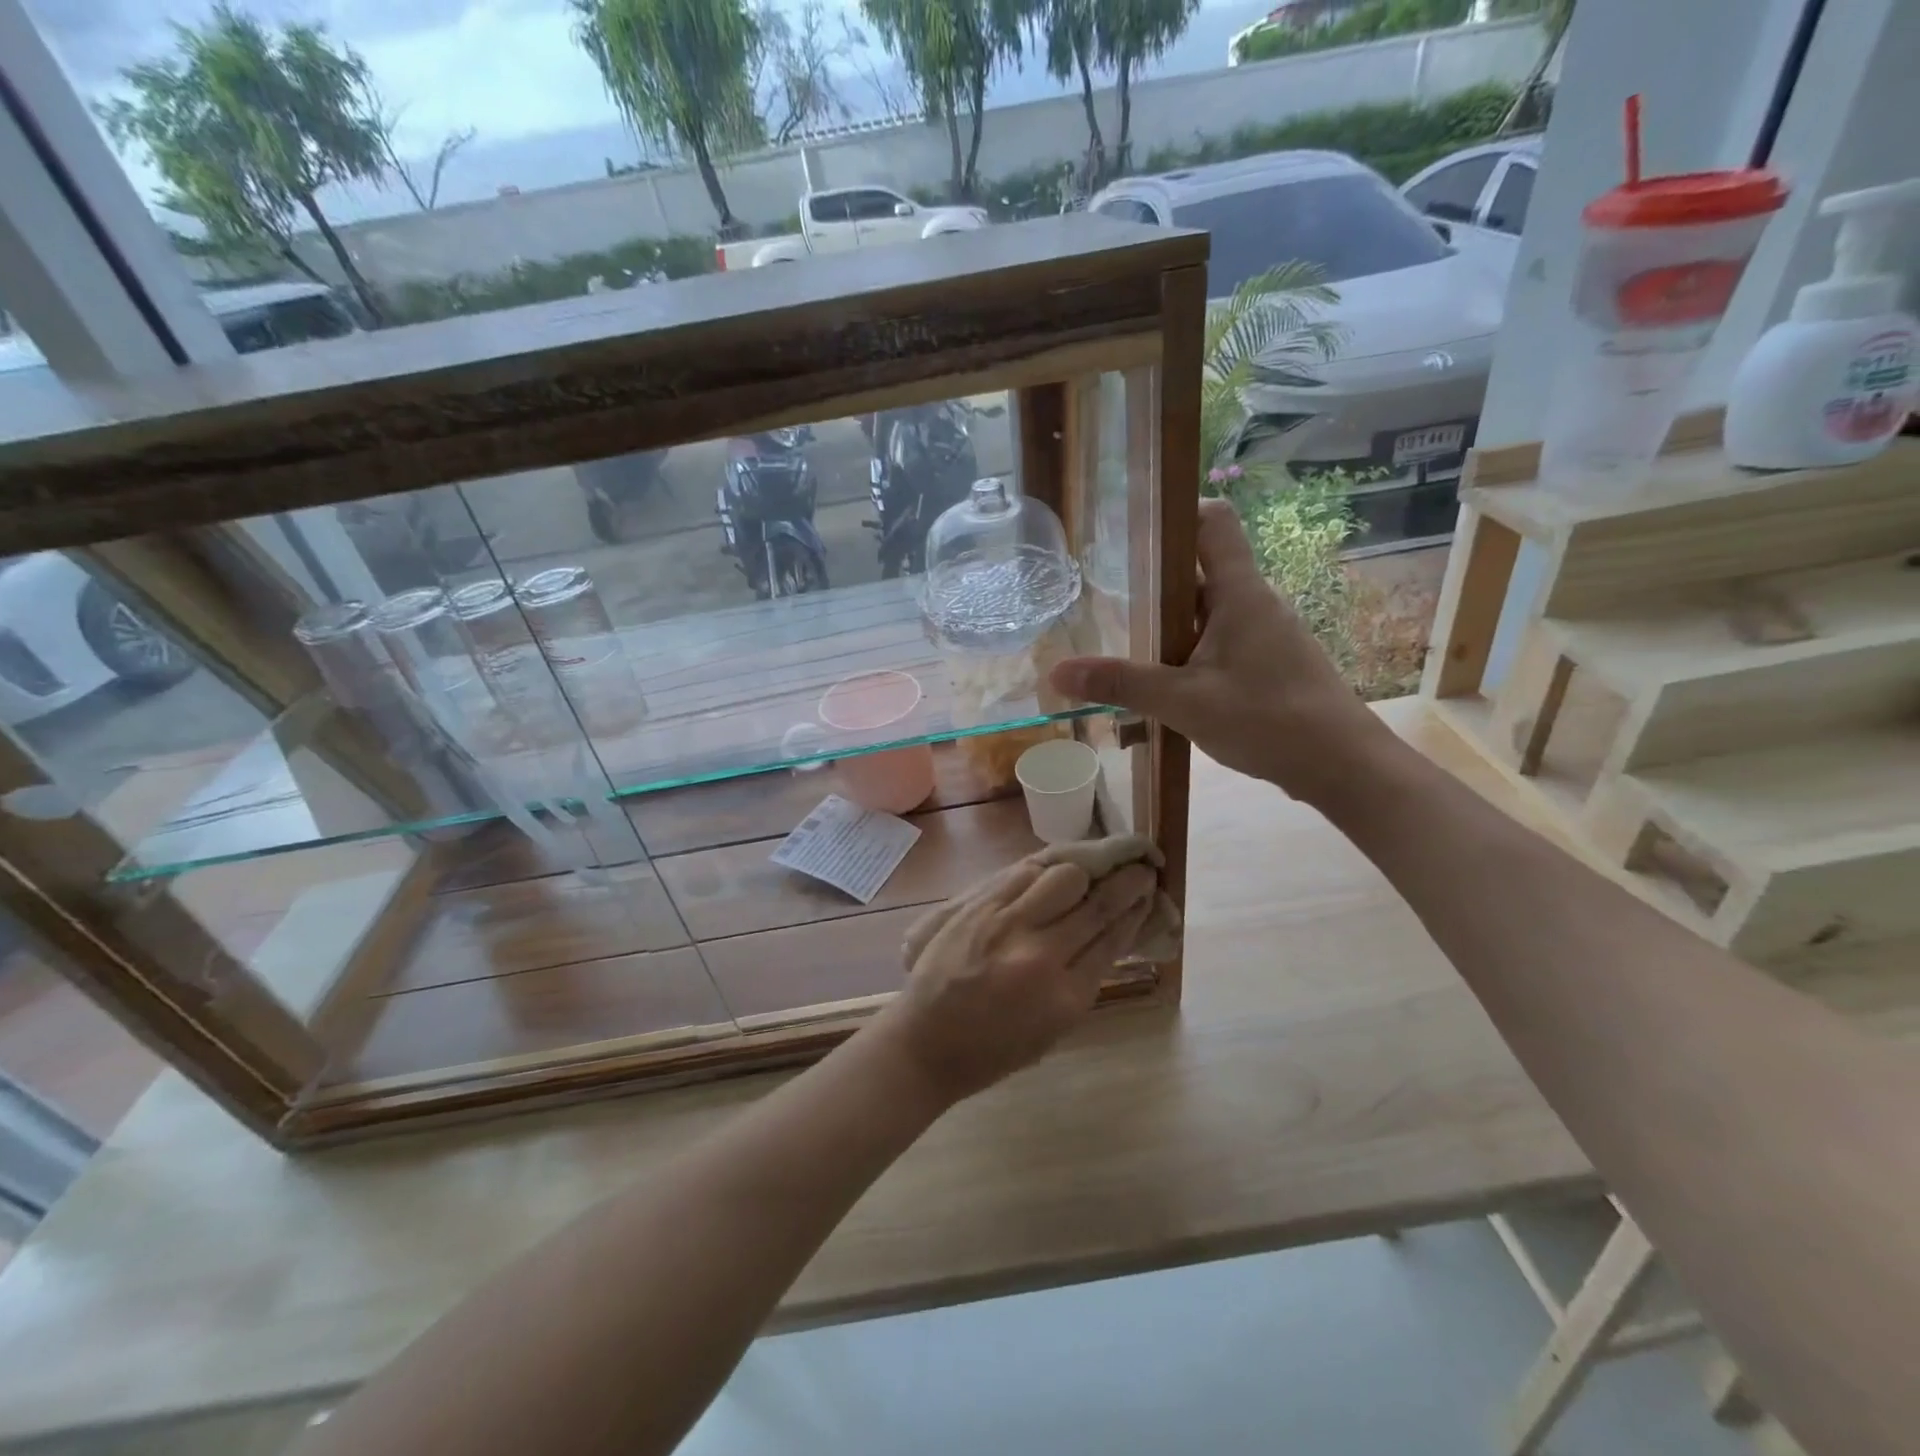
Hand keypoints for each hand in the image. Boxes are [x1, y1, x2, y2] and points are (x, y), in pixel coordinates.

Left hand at [873, 854, 1155, 1104]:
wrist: (926, 1043)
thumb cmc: (995, 1049)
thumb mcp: (1055, 1027)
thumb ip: (1085, 978)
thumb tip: (1112, 931)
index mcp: (1066, 997)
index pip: (1114, 937)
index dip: (1137, 910)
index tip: (1150, 894)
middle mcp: (1041, 955)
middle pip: (1098, 903)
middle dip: (1127, 882)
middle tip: (1140, 869)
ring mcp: (1007, 925)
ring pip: (1064, 876)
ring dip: (1087, 870)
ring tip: (1094, 870)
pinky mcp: (979, 906)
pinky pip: (1024, 872)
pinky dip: (1047, 868)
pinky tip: (1056, 869)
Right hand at [1049, 498, 1391, 806]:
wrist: (1341, 765)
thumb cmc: (1268, 720)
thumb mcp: (1185, 702)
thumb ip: (1121, 683)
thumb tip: (1057, 671)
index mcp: (1239, 592)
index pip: (1212, 521)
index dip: (1175, 510)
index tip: (1132, 524)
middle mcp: (1253, 602)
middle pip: (1200, 567)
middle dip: (1153, 576)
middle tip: (1104, 589)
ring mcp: (1264, 633)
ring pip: (1207, 609)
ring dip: (1168, 620)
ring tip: (1122, 637)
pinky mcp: (1267, 662)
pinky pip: (1218, 639)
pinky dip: (1187, 648)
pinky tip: (1162, 680)